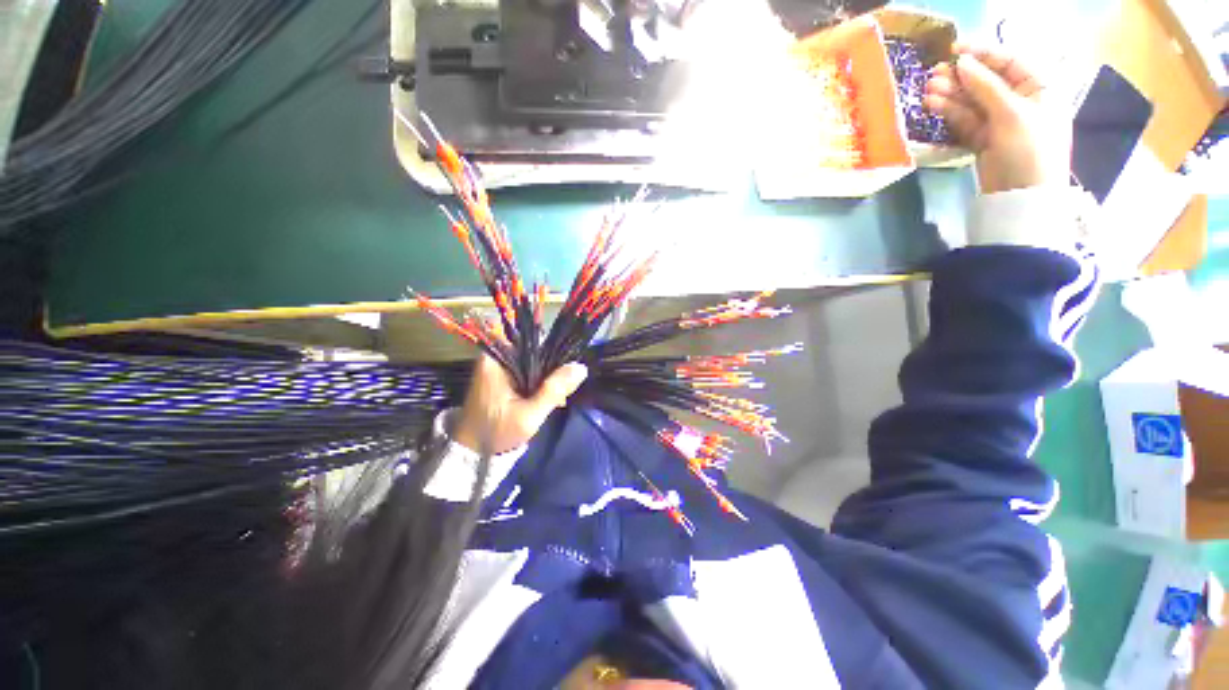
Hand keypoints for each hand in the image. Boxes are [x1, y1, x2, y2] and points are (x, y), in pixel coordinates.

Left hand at [453, 356, 587, 454]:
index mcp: (496, 359)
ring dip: (547, 377)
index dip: (553, 351)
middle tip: (563, 390)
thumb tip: (581, 368)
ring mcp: (498, 367)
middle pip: (534, 351)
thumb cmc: (497, 431)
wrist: (472, 451)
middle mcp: (496, 357)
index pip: (532, 340)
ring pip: (533, 362)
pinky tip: (549, 398)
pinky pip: (527, 371)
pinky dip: (539, 383)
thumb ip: (554, 390)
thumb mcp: (529, 415)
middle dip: (552, 368)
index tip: (566, 369)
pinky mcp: (502, 377)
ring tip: (558, 398)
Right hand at [925, 45, 1069, 193]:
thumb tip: (962, 63)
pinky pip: (965, 120)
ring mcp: (1001, 122)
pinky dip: (950, 113)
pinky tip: (933, 105)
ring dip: (950, 94)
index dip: (983, 53)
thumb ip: (986, 87)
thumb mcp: (1012, 115)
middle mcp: (1021, 101)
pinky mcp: (984, 140)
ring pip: (973, 101)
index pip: (1010, 62)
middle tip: (934, 73)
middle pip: (988, 82)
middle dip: (961, 76)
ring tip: (927, 90)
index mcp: (1040, 88)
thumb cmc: (1028, 151)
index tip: (954, 49)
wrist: (1021, 198)